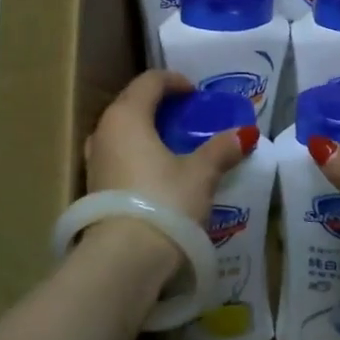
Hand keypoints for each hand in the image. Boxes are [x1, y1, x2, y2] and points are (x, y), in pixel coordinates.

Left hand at [81, 70, 258, 275]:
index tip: (195, 93)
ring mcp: (94, 160)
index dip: (174, 81)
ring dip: (146, 130)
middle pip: (132, 103)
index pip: (149, 81)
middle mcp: (104, 131)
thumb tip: (245, 134)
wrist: (123, 259)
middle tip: (187, 115)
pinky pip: (118, 155)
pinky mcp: (93, 187)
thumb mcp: (200, 174)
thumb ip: (221, 150)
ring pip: (122, 131)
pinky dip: (137, 153)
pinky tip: (157, 172)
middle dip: (159, 104)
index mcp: (127, 115)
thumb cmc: (164, 202)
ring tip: (173, 143)